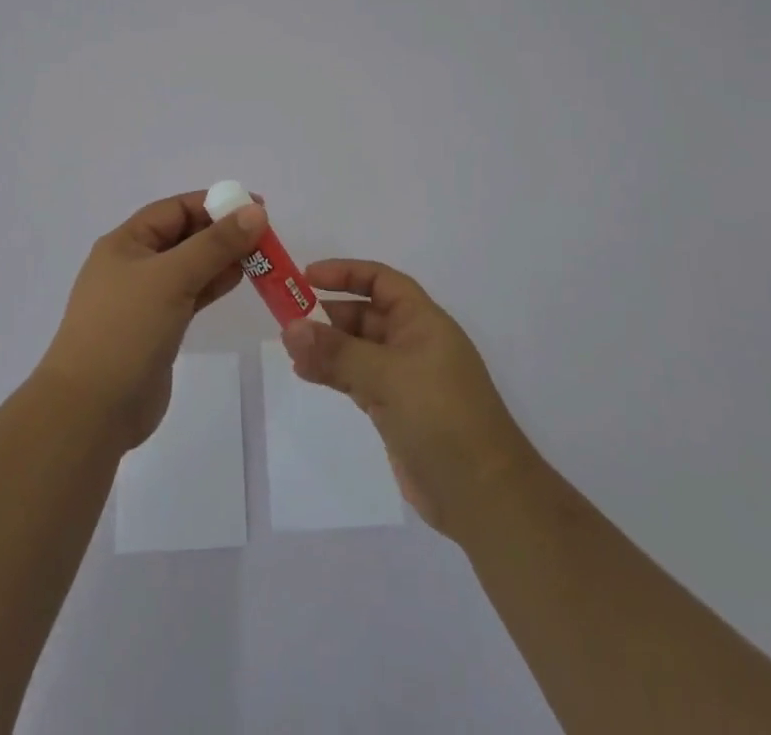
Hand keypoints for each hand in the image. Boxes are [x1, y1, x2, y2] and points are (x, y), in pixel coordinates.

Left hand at [38, 192, 266, 450]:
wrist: (91, 410)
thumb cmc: (126, 329)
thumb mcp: (172, 277)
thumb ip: (215, 244)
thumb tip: (255, 211)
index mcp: (126, 243)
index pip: (175, 209)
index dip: (214, 204)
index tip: (255, 206)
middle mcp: (133, 265)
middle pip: (184, 236)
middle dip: (222, 231)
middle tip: (265, 234)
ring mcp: (144, 299)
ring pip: (190, 266)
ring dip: (222, 259)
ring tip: (261, 256)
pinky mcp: (157, 329)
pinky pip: (191, 295)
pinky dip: (214, 285)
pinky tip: (239, 279)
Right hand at [281, 260, 539, 538]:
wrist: (482, 496)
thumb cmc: (441, 417)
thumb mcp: (387, 376)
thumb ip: (337, 352)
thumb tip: (289, 328)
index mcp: (423, 321)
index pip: (381, 281)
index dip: (346, 273)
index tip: (307, 276)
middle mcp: (414, 343)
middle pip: (366, 314)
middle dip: (329, 313)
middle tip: (287, 318)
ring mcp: (405, 379)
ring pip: (358, 349)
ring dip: (327, 345)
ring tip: (290, 348)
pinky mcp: (396, 411)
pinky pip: (357, 379)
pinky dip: (333, 373)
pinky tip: (306, 373)